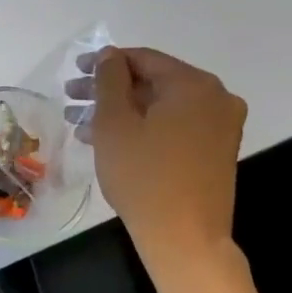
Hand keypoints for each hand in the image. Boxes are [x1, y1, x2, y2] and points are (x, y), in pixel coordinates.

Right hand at [75, 48, 246, 265]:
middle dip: (109, 89)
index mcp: (194, 85)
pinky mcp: (215, 150)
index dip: (105, 62)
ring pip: (160, 106)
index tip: (74, 71)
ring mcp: (220, 126)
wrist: (184, 236)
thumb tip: (109, 55)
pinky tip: (108, 140)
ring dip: (121, 110)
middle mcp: (216, 99)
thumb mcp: (114, 122)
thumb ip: (109, 80)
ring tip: (80, 123)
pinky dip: (142, 127)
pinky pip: (173, 126)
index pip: (143, 59)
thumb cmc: (143, 174)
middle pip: (152, 82)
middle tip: (72, 98)